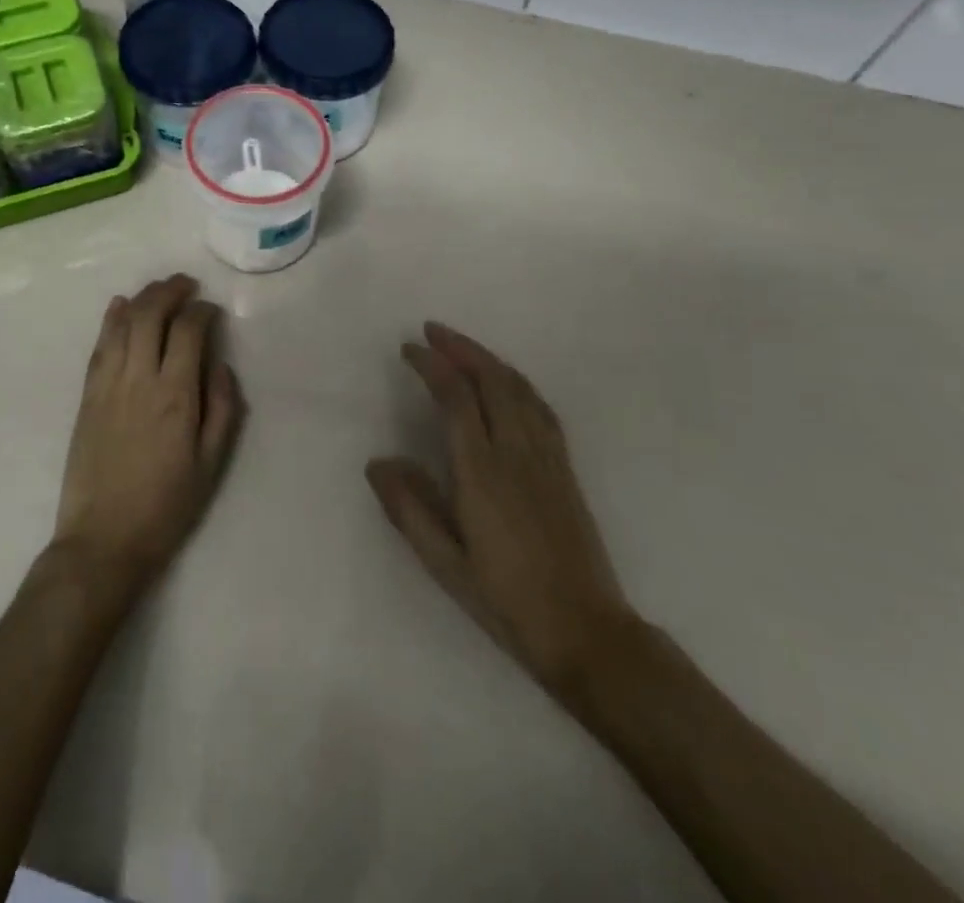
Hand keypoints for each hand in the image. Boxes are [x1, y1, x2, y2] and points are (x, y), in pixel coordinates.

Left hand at [52, 274, 243, 599]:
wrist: (103, 540)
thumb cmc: (166, 506)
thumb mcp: (211, 463)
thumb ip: (221, 407)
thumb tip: (218, 364)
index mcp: (175, 396)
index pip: (189, 331)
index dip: (203, 312)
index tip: (213, 311)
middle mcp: (139, 379)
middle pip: (151, 315)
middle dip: (170, 291)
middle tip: (186, 285)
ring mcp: (107, 385)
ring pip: (122, 324)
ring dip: (142, 298)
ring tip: (159, 289)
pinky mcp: (87, 396)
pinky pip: (99, 346)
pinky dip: (110, 320)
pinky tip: (118, 306)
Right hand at [367, 323, 635, 705]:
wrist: (586, 632)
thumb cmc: (507, 602)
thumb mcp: (445, 565)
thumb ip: (409, 509)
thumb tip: (377, 462)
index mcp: (482, 473)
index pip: (456, 398)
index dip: (432, 366)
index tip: (410, 349)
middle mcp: (517, 453)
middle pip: (492, 379)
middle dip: (461, 348)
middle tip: (432, 331)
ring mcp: (546, 457)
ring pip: (519, 388)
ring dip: (488, 359)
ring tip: (462, 346)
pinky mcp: (565, 468)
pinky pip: (540, 407)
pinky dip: (517, 382)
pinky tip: (508, 383)